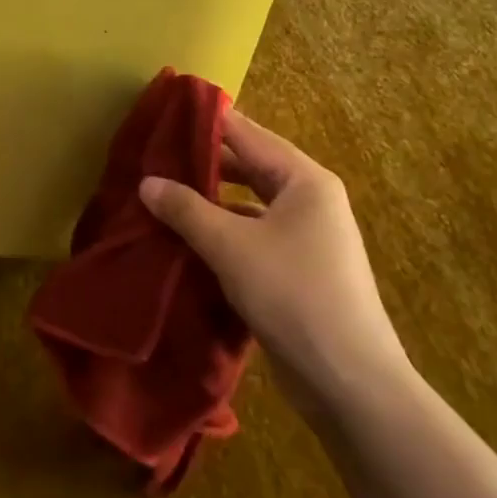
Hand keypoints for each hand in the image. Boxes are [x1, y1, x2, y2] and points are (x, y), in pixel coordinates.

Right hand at [139, 110, 408, 398]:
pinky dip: (223, 234)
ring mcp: (307, 237)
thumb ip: (186, 209)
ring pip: (249, 205)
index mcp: (304, 180)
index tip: (164, 115)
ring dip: (210, 203)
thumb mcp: (231, 247)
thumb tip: (147, 182)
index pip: (248, 134)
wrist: (350, 383)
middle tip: (154, 159)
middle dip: (203, 165)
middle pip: (249, 167)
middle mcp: (310, 200)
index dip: (206, 123)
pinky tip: (188, 242)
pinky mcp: (298, 270)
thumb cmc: (293, 296)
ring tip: (162, 197)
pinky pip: (253, 236)